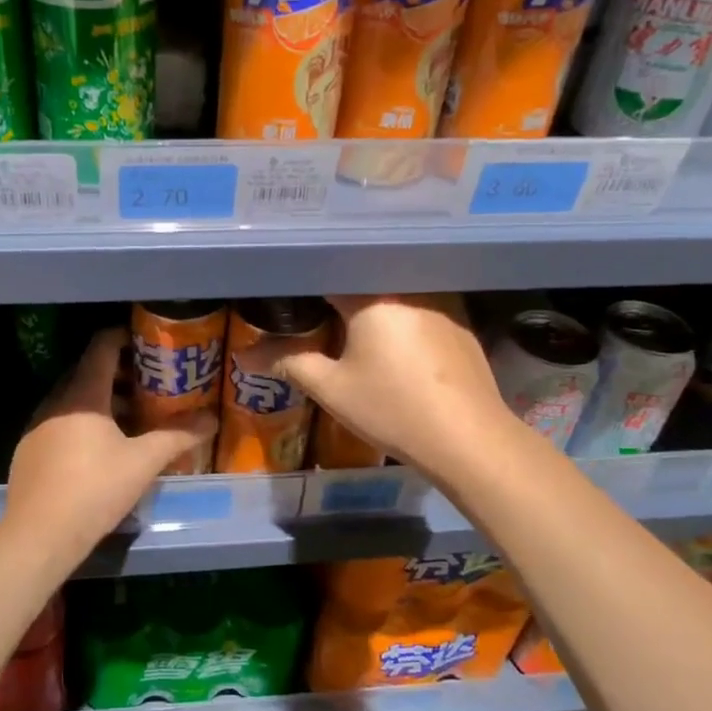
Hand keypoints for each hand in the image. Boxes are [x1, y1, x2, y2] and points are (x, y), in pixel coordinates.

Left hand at [2, 328, 216, 568]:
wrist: (39, 536)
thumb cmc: (95, 489)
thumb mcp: (143, 462)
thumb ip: (178, 436)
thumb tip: (212, 420)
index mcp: (83, 395)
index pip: (101, 347)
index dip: (124, 337)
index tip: (147, 343)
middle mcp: (55, 402)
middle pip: (87, 372)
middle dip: (119, 373)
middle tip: (150, 384)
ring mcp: (37, 426)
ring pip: (73, 400)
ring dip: (102, 401)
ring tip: (133, 419)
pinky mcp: (28, 451)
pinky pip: (60, 422)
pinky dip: (82, 423)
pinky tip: (101, 450)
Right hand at [277, 294, 512, 480]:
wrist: (468, 439)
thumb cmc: (392, 408)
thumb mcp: (331, 388)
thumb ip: (287, 361)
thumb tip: (243, 356)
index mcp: (373, 294)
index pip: (329, 271)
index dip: (305, 282)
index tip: (287, 294)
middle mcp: (409, 286)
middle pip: (364, 278)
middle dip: (338, 292)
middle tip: (313, 312)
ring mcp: (442, 303)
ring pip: (394, 291)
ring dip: (372, 304)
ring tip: (348, 324)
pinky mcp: (461, 324)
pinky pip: (419, 307)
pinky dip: (400, 317)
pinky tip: (393, 342)